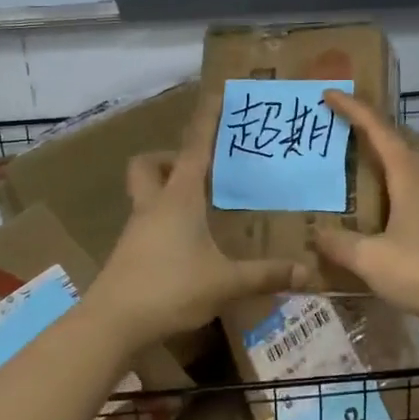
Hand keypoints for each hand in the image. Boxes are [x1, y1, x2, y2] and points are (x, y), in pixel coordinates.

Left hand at [82, 88, 307, 350]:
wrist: (111, 323)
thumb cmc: (170, 288)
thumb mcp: (225, 282)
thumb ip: (265, 275)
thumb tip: (307, 272)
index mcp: (179, 199)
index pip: (195, 149)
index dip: (206, 121)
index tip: (216, 96)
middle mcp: (154, 205)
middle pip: (148, 165)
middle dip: (169, 159)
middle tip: (198, 172)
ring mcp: (136, 229)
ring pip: (145, 193)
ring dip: (166, 191)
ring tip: (200, 209)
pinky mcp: (129, 253)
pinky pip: (146, 222)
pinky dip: (164, 222)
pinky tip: (186, 246)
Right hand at [311, 91, 418, 326]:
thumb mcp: (373, 260)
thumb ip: (341, 244)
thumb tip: (316, 233)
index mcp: (408, 177)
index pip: (378, 130)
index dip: (354, 109)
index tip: (330, 93)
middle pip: (400, 139)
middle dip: (372, 125)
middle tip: (344, 123)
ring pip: (408, 164)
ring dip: (384, 154)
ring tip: (357, 160)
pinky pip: (411, 190)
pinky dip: (391, 184)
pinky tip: (378, 206)